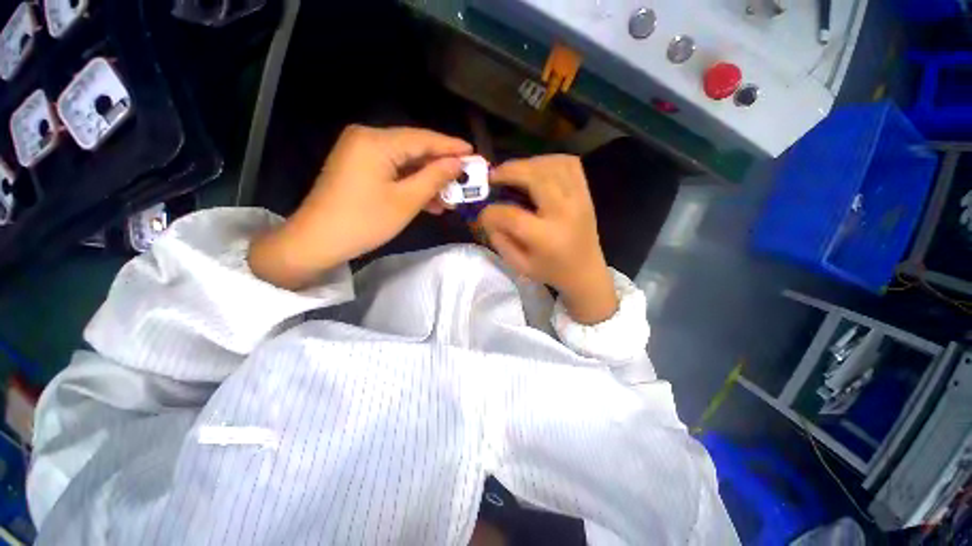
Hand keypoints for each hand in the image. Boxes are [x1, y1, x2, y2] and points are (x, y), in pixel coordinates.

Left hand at [249, 125, 470, 288]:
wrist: (318, 241)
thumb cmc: (365, 221)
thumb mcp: (406, 201)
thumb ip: (434, 178)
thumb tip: (458, 164)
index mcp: (376, 141)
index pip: (423, 139)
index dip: (451, 146)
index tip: (474, 153)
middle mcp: (367, 138)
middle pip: (414, 149)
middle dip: (441, 167)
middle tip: (465, 179)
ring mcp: (361, 153)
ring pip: (405, 162)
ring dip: (428, 180)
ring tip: (451, 197)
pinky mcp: (359, 168)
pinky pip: (393, 171)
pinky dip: (411, 184)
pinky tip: (430, 201)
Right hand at [480, 155, 617, 323]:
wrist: (586, 271)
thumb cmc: (551, 270)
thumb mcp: (520, 265)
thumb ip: (500, 240)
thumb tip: (488, 215)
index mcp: (546, 238)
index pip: (512, 216)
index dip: (492, 212)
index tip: (484, 213)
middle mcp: (564, 213)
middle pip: (535, 178)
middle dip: (509, 172)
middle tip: (493, 176)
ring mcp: (579, 199)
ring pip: (552, 165)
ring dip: (528, 164)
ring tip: (514, 172)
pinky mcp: (586, 193)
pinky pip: (570, 164)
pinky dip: (549, 161)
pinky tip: (537, 169)